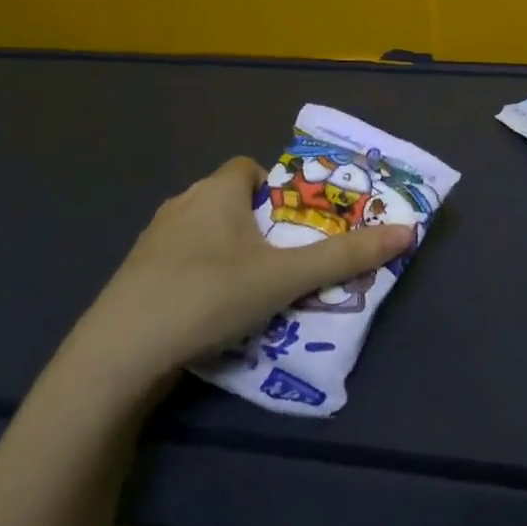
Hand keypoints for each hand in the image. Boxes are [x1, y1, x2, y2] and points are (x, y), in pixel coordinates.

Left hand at [62, 157, 412, 400]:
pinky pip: (181, 263)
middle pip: (231, 201)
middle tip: (287, 260)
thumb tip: (409, 231)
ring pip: (206, 234)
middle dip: (260, 226)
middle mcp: (182, 205)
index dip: (277, 188)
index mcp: (215, 191)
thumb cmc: (208, 296)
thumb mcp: (286, 277)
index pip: (250, 167)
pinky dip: (202, 277)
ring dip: (232, 253)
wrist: (117, 357)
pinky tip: (213, 314)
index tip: (296, 224)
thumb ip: (346, 256)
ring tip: (256, 291)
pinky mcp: (135, 278)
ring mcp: (152, 242)